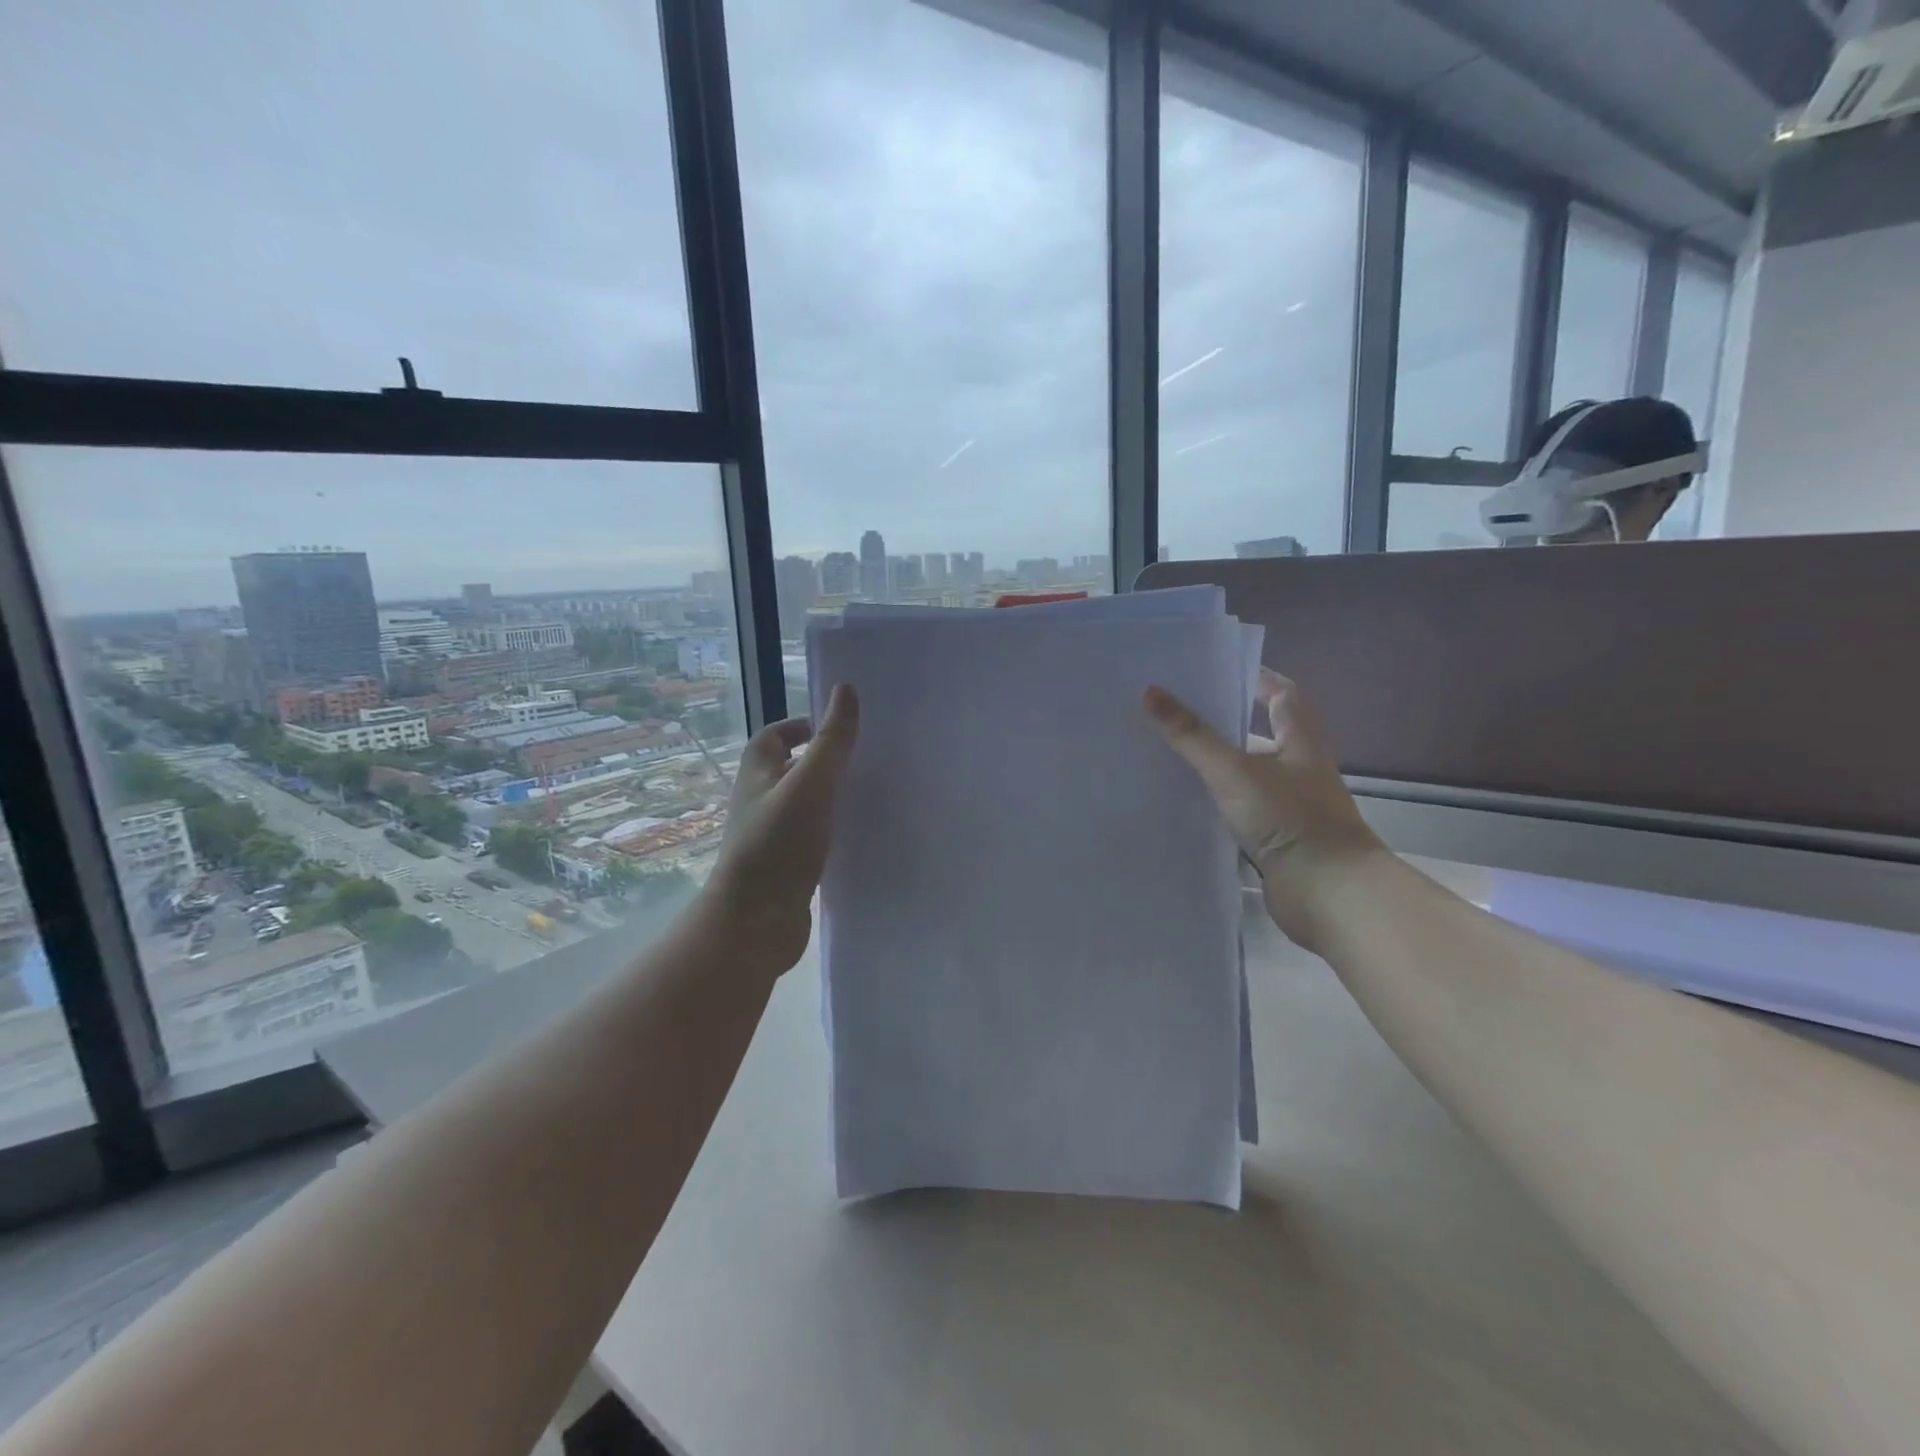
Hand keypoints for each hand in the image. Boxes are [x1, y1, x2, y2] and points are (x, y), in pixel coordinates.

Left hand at [705, 685, 859, 971]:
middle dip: (823, 760)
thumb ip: (832, 741)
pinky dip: (832, 829)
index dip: (801, 726)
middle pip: (790, 768)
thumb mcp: (810, 785)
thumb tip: (846, 689)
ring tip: (869, 795)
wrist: (755, 923)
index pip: (774, 736)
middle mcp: (760, 800)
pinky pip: (812, 836)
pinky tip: (858, 835)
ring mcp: (772, 835)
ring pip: (804, 804)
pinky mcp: (787, 866)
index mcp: (757, 774)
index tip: (838, 729)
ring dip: (830, 796)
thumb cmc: (778, 845)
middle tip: (865, 759)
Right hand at [1144, 670, 1382, 951]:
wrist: (1328, 894)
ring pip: (1248, 778)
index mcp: (1300, 744)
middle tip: (1177, 714)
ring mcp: (1289, 809)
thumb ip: (1192, 735)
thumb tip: (1150, 691)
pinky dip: (1216, 808)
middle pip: (1262, 737)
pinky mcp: (1277, 842)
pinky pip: (1241, 815)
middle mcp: (1298, 772)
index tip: (1219, 671)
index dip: (1257, 679)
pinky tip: (1184, 808)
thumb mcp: (1233, 770)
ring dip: (1217, 769)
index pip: (1283, 696)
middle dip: (1225, 724)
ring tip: (1169, 758)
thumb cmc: (1289, 819)